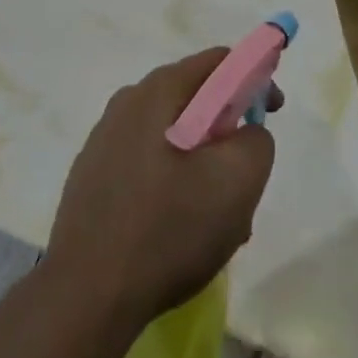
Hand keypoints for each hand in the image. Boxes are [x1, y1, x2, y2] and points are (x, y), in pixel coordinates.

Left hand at [46, 49, 276, 326]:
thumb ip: (256, 142)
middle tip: (245, 179)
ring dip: (202, 166)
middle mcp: (128, 102)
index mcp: (158, 90)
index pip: (218, 62)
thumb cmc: (167, 230)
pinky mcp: (92, 175)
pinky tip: (179, 231)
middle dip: (227, 132)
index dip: (254, 79)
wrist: (86, 295)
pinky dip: (172, 184)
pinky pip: (147, 164)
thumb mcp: (237, 183)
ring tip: (217, 220)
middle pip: (195, 100)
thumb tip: (246, 133)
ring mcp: (105, 139)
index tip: (272, 114)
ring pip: (172, 137)